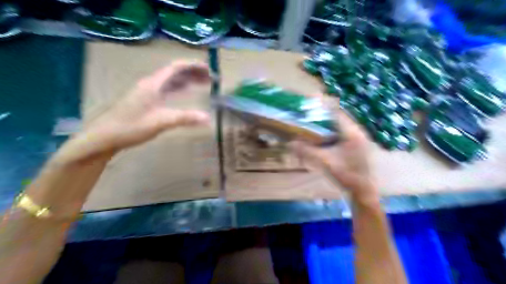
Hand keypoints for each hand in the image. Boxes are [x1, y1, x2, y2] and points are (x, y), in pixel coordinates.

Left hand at [56, 61, 211, 163]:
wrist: (104, 136)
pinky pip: (166, 90)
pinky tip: (184, 94)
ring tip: (202, 84)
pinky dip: (178, 89)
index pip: (175, 68)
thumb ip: (185, 118)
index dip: (192, 66)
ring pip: (170, 81)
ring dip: (186, 80)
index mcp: (153, 84)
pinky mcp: (145, 100)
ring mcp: (147, 92)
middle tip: (210, 78)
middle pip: (174, 72)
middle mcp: (150, 84)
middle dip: (192, 73)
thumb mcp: (161, 122)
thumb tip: (208, 118)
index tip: (208, 69)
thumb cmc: (131, 126)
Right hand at [291, 98, 377, 201]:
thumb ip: (307, 151)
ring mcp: (359, 139)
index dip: (324, 106)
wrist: (363, 191)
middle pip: (339, 117)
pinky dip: (333, 133)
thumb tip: (290, 143)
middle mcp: (357, 132)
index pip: (337, 112)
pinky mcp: (357, 145)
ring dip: (328, 124)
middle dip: (324, 115)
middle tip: (309, 114)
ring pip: (341, 125)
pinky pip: (343, 133)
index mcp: (352, 132)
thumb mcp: (325, 162)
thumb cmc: (346, 175)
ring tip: (314, 124)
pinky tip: (324, 139)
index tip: (311, 102)